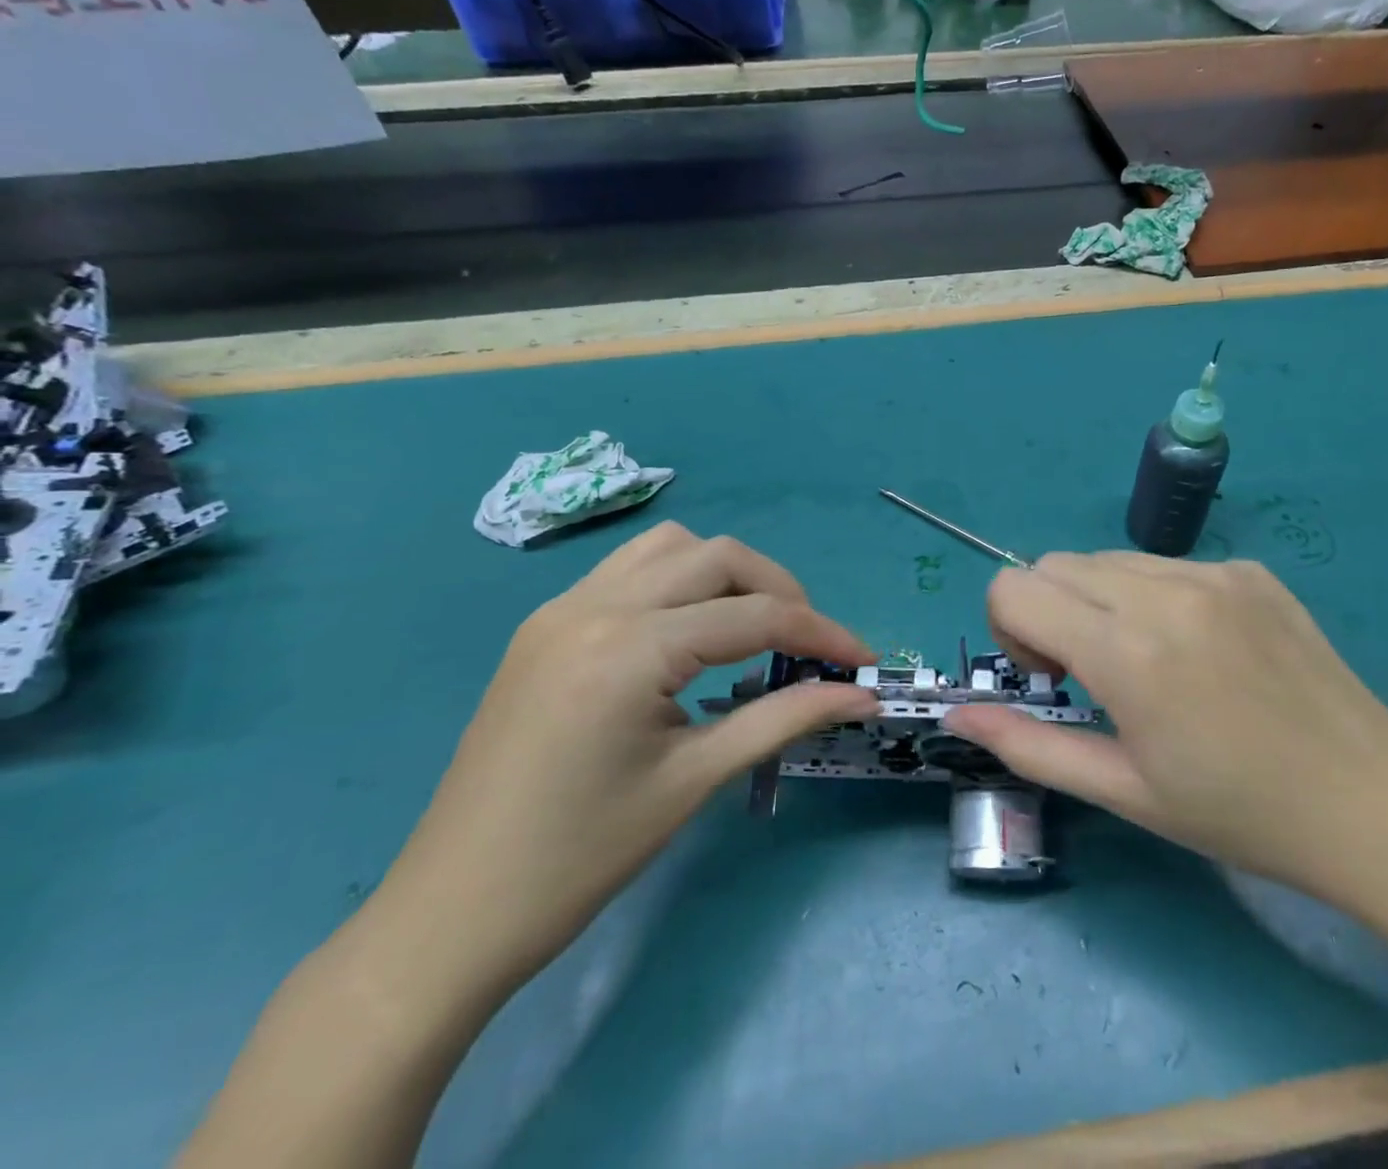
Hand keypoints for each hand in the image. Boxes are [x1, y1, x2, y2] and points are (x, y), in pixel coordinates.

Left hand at [370, 522, 877, 994]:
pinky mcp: (545, 626)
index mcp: (630, 648)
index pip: (755, 615)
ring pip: (670, 548)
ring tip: (752, 629)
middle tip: (810, 645)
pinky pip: (629, 571)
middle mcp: (594, 605)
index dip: (822, 634)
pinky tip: (689, 636)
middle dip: (780, 590)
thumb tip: (859, 695)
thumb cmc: (580, 858)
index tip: (863, 662)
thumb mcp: (693, 780)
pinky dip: (678, 584)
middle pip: (718, 556)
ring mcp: (561, 609)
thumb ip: (784, 718)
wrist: (451, 913)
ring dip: (725, 575)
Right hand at [943, 553, 1387, 923]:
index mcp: (1128, 652)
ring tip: (1147, 661)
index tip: (1052, 678)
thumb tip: (958, 710)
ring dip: (1099, 601)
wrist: (1374, 806)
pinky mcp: (1251, 570)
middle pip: (1054, 565)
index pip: (1014, 588)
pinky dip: (1152, 596)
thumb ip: (1029, 745)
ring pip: (1108, 559)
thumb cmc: (1239, 814)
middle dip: (1048, 612)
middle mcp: (1165, 591)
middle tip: (1092, 675)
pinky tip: (1199, 650)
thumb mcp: (1125, 791)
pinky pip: (1166, 564)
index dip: (1011, 631)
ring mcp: (1215, 573)